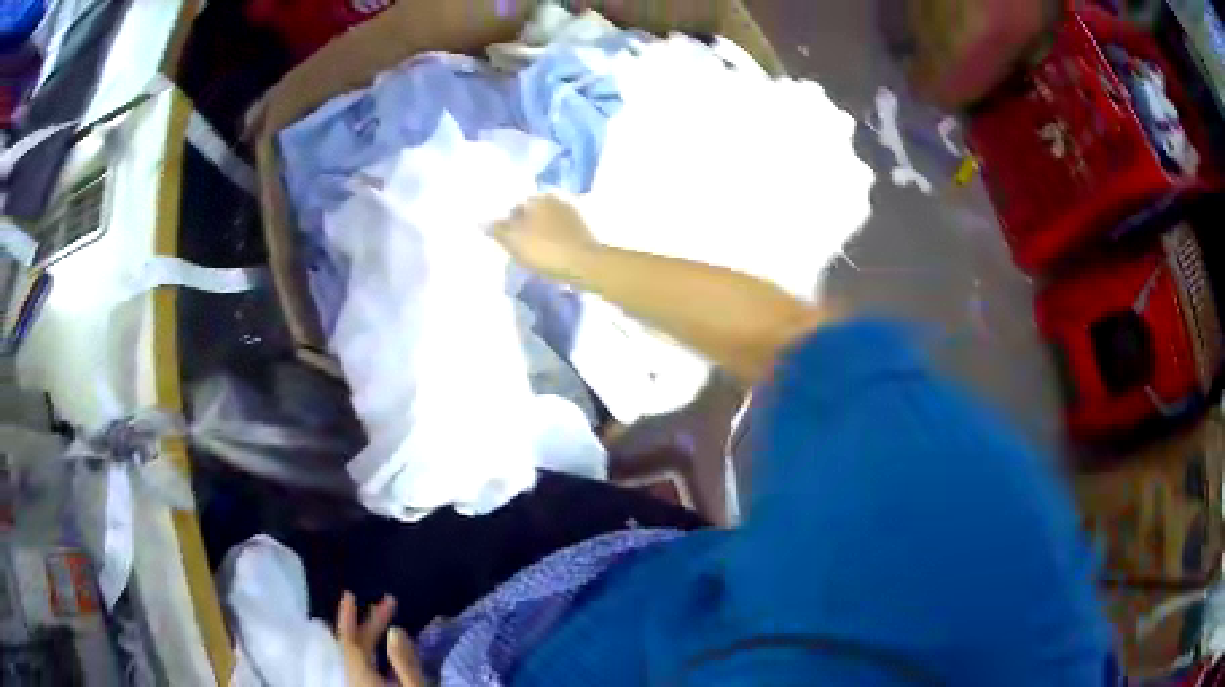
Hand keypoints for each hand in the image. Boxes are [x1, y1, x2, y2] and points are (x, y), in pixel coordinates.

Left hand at [336, 591, 424, 686]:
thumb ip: (404, 662)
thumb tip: (396, 629)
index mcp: (359, 673)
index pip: (348, 639)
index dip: (347, 615)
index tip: (350, 593)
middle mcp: (352, 676)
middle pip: (356, 646)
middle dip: (370, 623)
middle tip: (389, 603)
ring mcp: (357, 683)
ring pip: (358, 656)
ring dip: (371, 637)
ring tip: (385, 622)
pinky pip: (362, 664)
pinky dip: (371, 652)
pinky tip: (384, 650)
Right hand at [490, 195, 600, 279]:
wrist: (585, 265)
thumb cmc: (546, 249)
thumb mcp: (514, 240)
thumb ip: (497, 229)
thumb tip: (482, 221)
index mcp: (539, 197)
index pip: (516, 205)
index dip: (508, 223)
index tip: (505, 240)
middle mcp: (557, 200)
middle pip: (532, 214)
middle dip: (524, 227)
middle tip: (517, 249)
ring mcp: (573, 216)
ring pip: (547, 225)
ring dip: (539, 236)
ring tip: (532, 256)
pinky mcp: (583, 232)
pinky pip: (560, 236)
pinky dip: (552, 243)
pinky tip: (549, 257)